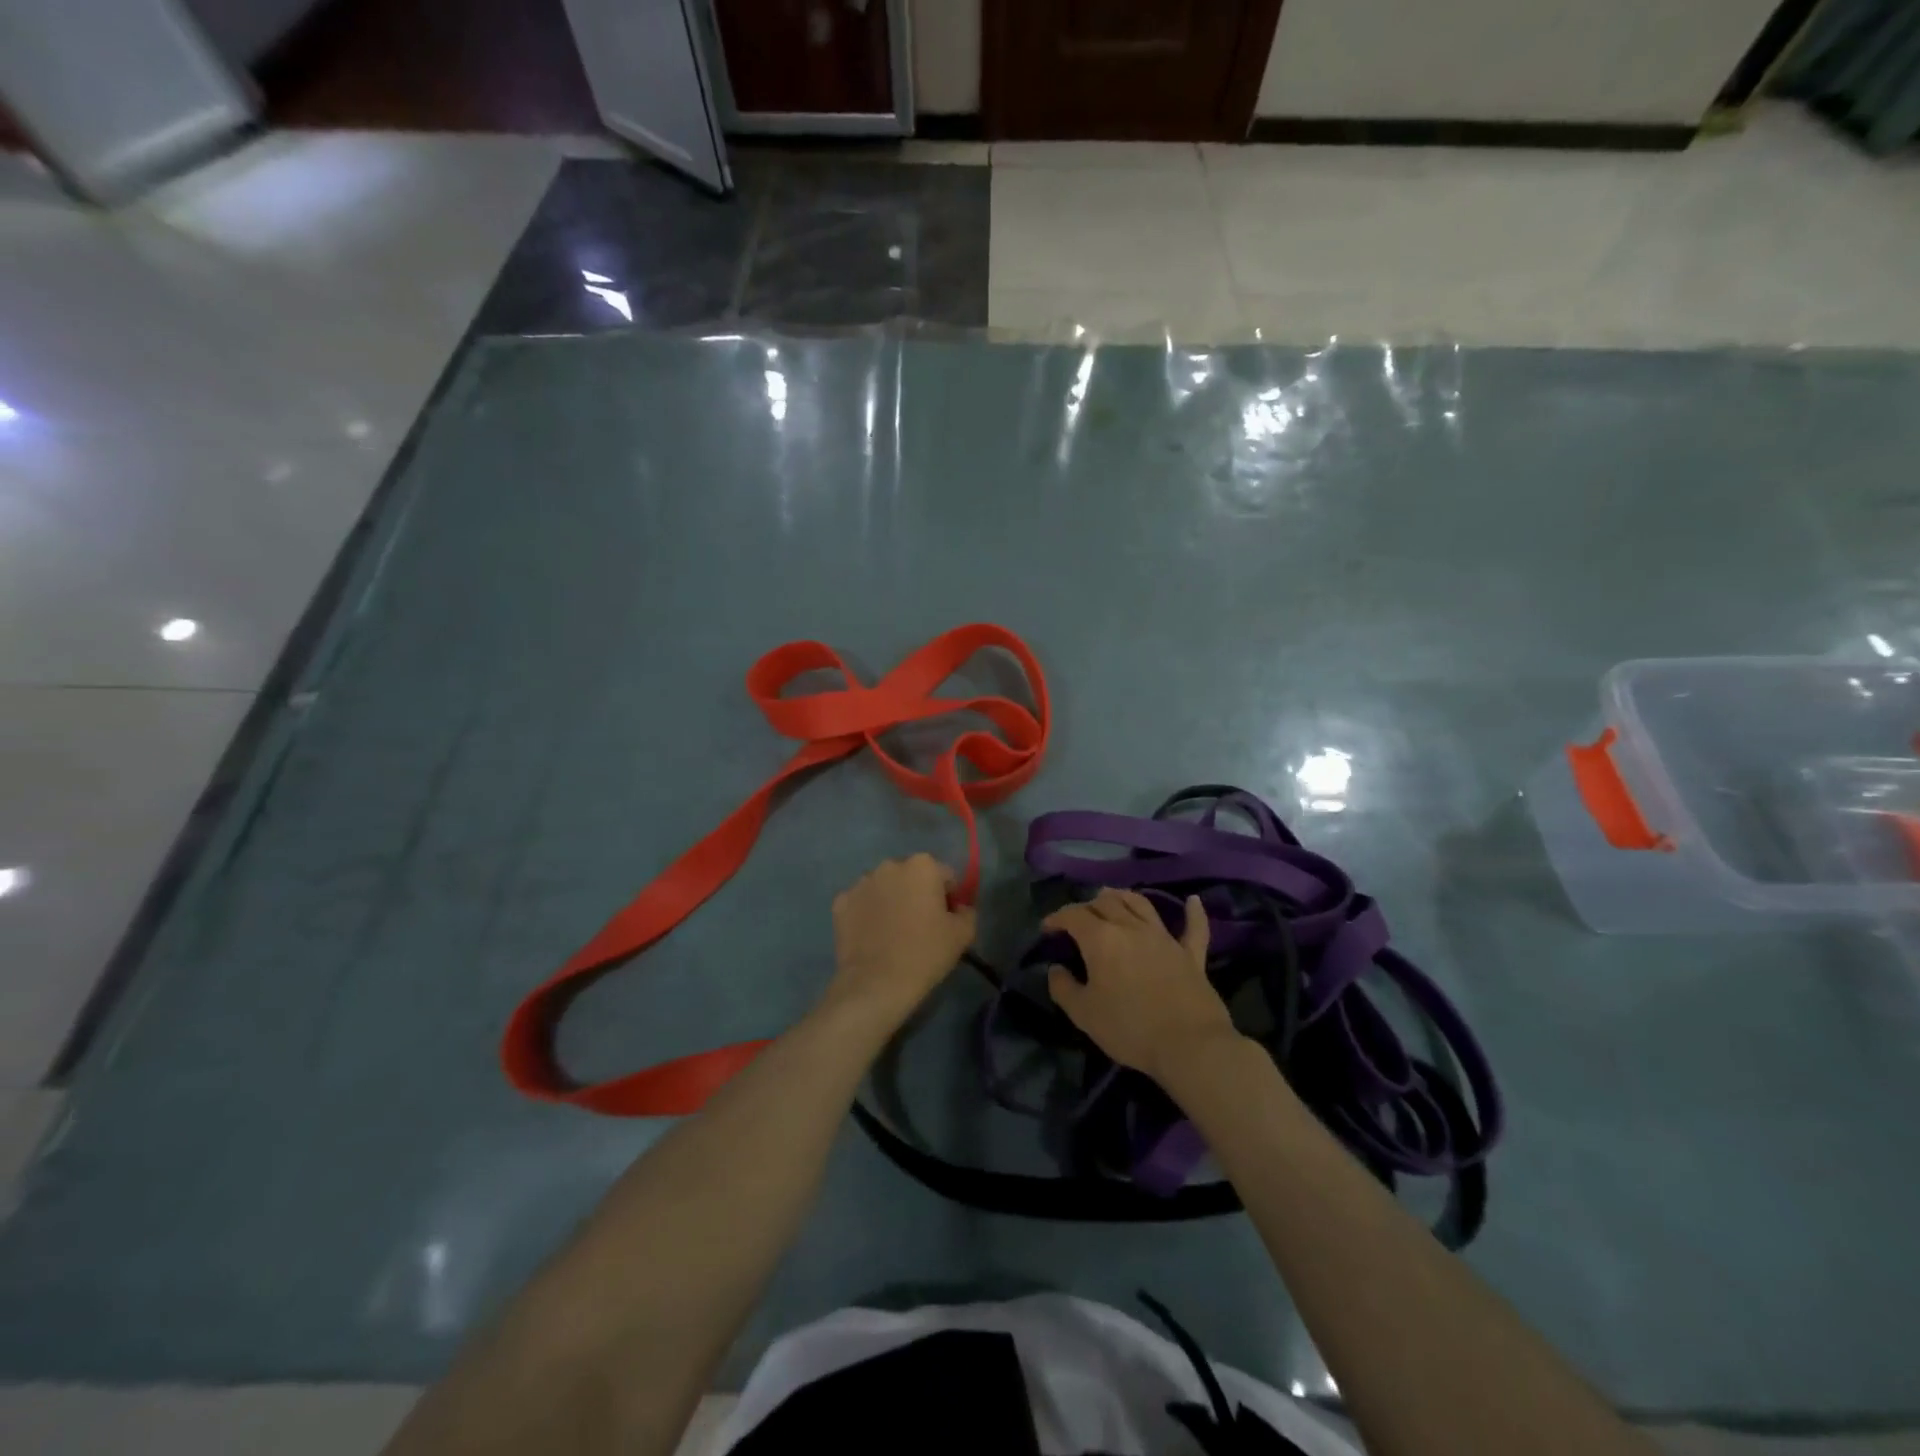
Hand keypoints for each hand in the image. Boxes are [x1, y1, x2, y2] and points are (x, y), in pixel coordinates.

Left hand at [824, 854, 976, 1025]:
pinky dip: (868, 913)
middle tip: (922, 925)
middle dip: (918, 893)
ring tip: (894, 932)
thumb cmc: (925, 954)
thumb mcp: (963, 934)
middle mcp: (890, 865)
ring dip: (892, 900)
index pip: (945, 876)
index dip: (950, 898)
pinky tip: (873, 936)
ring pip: (885, 887)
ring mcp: (861, 882)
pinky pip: (861, 903)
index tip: (947, 920)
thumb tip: (959, 908)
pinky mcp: (840, 902)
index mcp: (922, 865)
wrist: (876, 984)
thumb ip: (968, 911)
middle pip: (912, 876)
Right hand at [1044, 888, 1241, 1083]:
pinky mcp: (1191, 954)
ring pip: (1141, 904)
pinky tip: (1193, 901)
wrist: (1189, 1046)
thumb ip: (1063, 988)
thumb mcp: (1083, 1014)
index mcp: (1101, 939)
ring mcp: (1164, 938)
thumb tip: (1056, 969)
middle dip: (1087, 905)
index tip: (1047, 928)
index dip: (1057, 918)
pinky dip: (1193, 912)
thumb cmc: (1129, 1028)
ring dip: (1123, 897)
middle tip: (1078, 918)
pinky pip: (1194, 927)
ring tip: (1113, 897)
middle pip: (1106, 903)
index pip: (1073, 916)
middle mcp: (1131, 928)